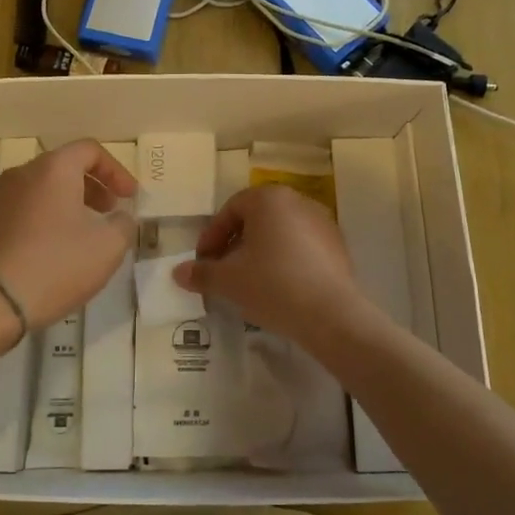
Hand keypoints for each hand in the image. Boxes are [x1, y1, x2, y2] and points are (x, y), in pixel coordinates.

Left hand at [0, 139, 136, 327]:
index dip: (116, 170)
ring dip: (65, 205)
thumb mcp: (107, 248)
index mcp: (53, 169)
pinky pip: (19, 212)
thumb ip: (123, 225)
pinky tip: (49, 253)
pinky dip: (41, 221)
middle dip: (91, 187)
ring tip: (80, 236)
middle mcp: (20, 174)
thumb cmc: (55, 265)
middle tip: (108, 212)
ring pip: (39, 191)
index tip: (129, 197)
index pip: (89, 150)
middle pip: (62, 168)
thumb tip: (120, 218)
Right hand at [174, 184, 373, 347]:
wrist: (331, 316)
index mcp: (269, 199)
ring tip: (249, 281)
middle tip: (223, 270)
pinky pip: (302, 246)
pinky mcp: (338, 246)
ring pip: (280, 232)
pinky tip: (279, 288)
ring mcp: (322, 222)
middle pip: (256, 218)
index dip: (212, 236)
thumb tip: (177, 272)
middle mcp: (297, 201)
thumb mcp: (229, 281)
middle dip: (235, 243)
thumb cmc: (273, 286)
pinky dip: (285, 260)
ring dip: (260, 252)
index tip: (204, 262)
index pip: (231, 209)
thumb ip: (201, 273)